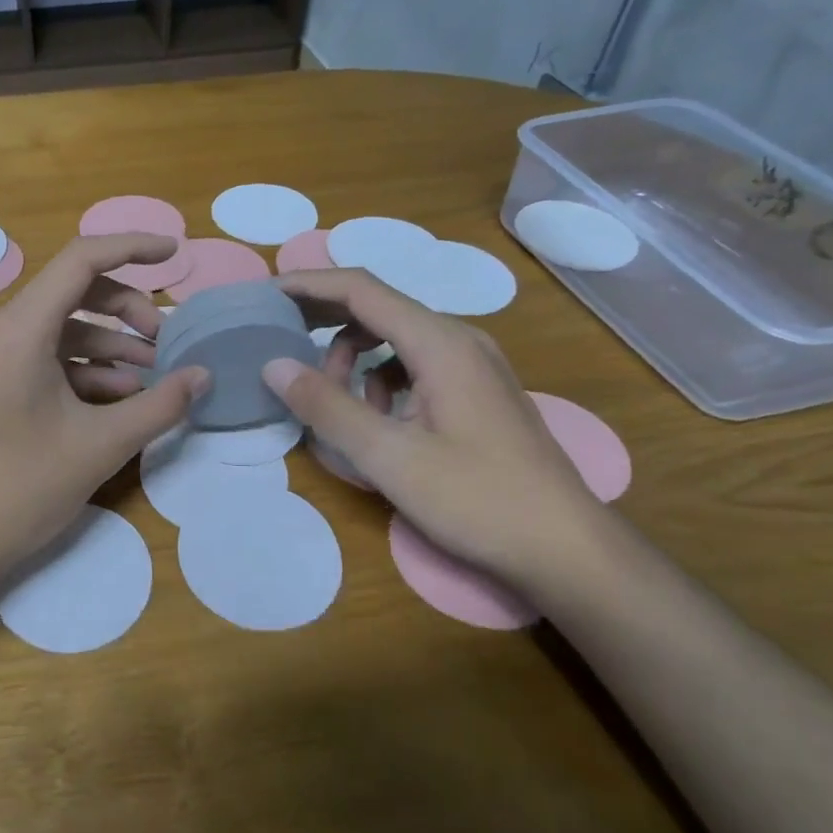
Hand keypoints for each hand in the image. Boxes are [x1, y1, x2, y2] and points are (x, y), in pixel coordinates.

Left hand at [0, 234, 209, 593]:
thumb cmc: (19, 488)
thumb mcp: (99, 446)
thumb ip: (159, 405)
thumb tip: (203, 376)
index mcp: (19, 329)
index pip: (82, 260)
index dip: (132, 247)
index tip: (174, 253)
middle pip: (72, 294)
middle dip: (125, 311)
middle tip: (165, 342)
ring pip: (58, 331)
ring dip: (107, 347)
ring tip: (150, 378)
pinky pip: (40, 359)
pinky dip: (79, 370)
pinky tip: (114, 399)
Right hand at [264, 268, 616, 592]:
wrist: (567, 548)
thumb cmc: (478, 500)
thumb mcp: (389, 457)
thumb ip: (328, 407)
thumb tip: (274, 364)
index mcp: (439, 342)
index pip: (361, 289)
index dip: (308, 284)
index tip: (265, 293)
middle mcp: (459, 339)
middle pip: (378, 306)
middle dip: (324, 318)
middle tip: (279, 338)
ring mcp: (473, 364)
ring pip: (395, 338)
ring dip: (353, 357)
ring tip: (333, 402)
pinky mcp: (477, 390)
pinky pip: (414, 363)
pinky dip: (381, 378)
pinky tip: (377, 419)